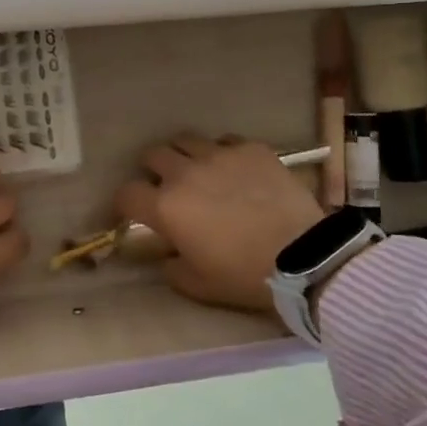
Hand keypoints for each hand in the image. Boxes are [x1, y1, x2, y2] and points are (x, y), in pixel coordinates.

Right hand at [115, 134, 323, 313]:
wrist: (302, 256)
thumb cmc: (243, 275)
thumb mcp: (197, 285)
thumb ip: (170, 267)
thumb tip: (166, 254)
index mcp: (165, 206)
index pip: (126, 193)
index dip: (124, 203)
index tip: (132, 213)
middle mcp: (185, 172)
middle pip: (153, 155)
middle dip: (153, 170)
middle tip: (165, 186)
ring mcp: (219, 155)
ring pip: (186, 140)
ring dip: (184, 155)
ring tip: (197, 171)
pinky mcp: (250, 149)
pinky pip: (225, 141)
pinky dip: (222, 153)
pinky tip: (234, 171)